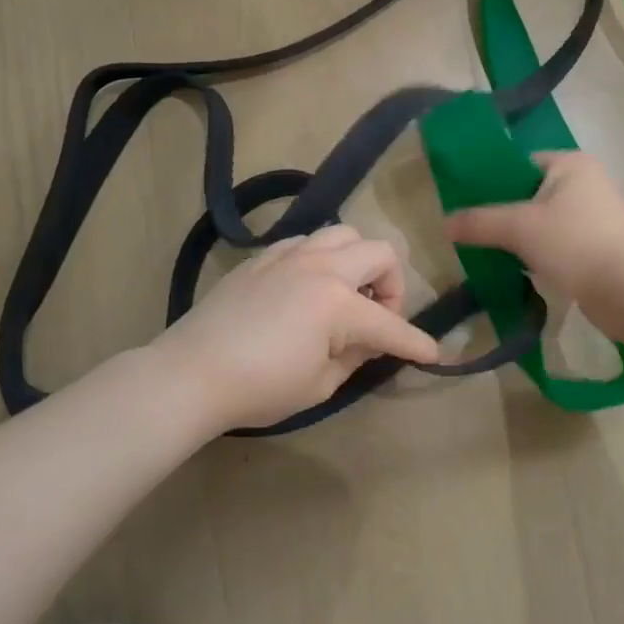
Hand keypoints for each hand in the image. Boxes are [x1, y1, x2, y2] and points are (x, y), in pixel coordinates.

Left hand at [153, 225, 440, 433]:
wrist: (190, 374)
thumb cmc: (258, 388)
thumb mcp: (319, 384)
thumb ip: (355, 355)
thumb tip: (370, 340)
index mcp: (337, 303)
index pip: (391, 324)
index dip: (416, 343)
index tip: (433, 354)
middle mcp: (320, 267)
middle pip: (379, 253)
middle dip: (392, 285)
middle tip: (378, 316)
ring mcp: (289, 255)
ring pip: (343, 235)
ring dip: (357, 262)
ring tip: (345, 294)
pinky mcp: (263, 257)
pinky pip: (306, 242)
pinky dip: (321, 259)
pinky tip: (307, 288)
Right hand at [445, 151, 623, 308]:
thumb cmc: (574, 243)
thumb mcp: (519, 227)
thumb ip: (479, 222)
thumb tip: (443, 224)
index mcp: (570, 164)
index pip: (521, 164)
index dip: (492, 182)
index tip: (467, 205)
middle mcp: (587, 183)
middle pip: (530, 194)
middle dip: (503, 215)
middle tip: (473, 232)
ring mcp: (596, 217)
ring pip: (543, 223)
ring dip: (520, 239)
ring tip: (489, 254)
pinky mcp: (599, 248)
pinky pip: (558, 245)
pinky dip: (539, 256)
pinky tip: (518, 271)